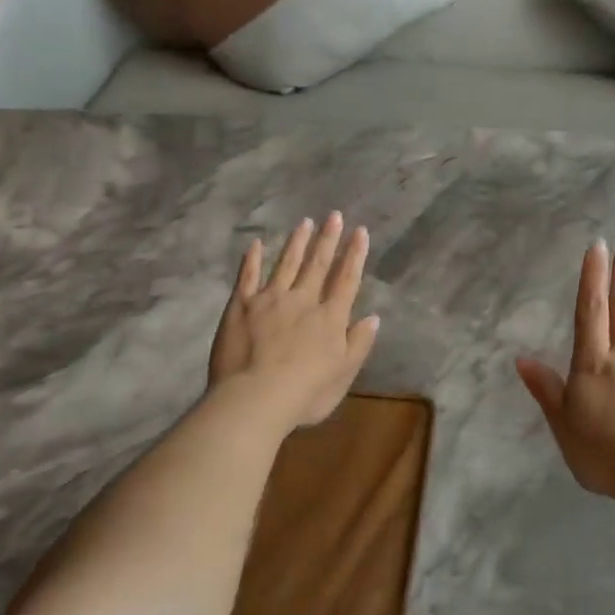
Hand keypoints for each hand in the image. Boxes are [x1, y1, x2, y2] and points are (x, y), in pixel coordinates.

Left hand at [209, 213, 379, 430]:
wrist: (255, 398)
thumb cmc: (305, 394)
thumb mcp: (343, 375)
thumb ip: (358, 344)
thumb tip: (373, 318)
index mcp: (330, 318)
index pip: (347, 280)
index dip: (355, 255)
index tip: (360, 231)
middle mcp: (303, 300)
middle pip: (318, 265)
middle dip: (328, 239)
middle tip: (334, 215)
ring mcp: (270, 299)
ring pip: (287, 264)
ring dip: (297, 243)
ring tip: (305, 223)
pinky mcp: (241, 306)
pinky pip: (248, 277)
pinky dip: (253, 259)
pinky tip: (257, 244)